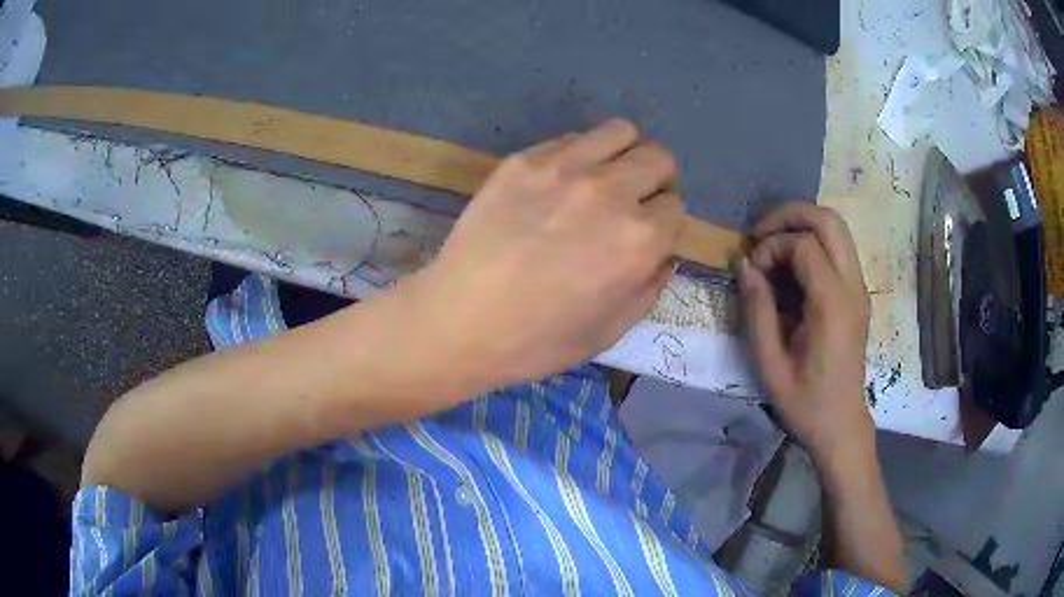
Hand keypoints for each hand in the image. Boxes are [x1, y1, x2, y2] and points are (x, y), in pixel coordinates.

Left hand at [408, 120, 681, 386]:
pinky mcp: (525, 160)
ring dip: (624, 154)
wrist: (460, 320)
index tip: (647, 234)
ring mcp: (565, 168)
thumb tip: (663, 255)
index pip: (676, 207)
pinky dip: (581, 155)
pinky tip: (558, 184)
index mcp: (639, 240)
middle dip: (656, 180)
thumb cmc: (538, 339)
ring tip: (602, 180)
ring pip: (622, 132)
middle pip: (659, 158)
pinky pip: (572, 138)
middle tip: (632, 201)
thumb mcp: (611, 330)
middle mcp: (611, 192)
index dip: (664, 223)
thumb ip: (651, 287)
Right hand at [737, 203, 872, 457]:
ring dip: (802, 225)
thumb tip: (744, 265)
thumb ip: (757, 310)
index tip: (753, 271)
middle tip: (760, 235)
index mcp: (833, 305)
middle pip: (829, 219)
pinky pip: (838, 247)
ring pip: (837, 227)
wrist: (841, 424)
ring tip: (773, 246)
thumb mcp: (769, 364)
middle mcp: (853, 287)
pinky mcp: (858, 293)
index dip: (772, 247)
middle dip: (790, 215)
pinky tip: (791, 267)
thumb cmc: (805, 402)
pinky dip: (812, 242)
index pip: (805, 244)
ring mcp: (859, 287)